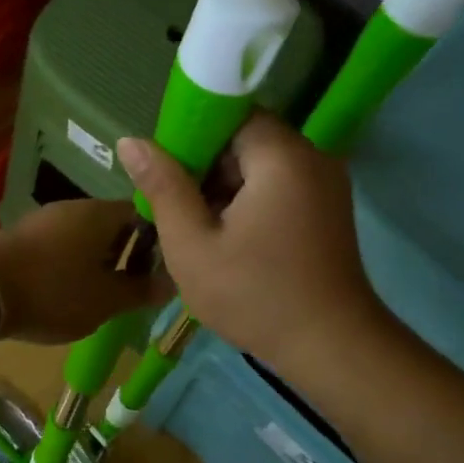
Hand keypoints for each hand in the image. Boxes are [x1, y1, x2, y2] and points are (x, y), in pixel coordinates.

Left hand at [0, 199, 166, 344]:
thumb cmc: (52, 291)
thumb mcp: (105, 301)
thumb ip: (139, 291)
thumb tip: (172, 282)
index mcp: (101, 214)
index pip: (143, 214)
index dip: (160, 239)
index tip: (165, 268)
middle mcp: (74, 208)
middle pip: (112, 225)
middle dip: (127, 254)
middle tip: (135, 288)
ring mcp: (44, 220)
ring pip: (84, 237)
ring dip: (97, 261)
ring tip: (103, 295)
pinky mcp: (22, 237)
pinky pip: (59, 246)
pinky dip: (71, 265)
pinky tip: (68, 292)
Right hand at [119, 112, 389, 378]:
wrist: (332, 348)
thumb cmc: (255, 296)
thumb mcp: (193, 245)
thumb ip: (163, 187)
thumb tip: (130, 141)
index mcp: (281, 156)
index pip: (230, 113)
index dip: (191, 134)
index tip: (164, 170)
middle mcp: (312, 158)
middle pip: (246, 139)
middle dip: (205, 166)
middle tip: (173, 205)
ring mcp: (326, 184)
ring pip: (261, 165)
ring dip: (226, 187)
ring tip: (196, 226)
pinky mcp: (328, 209)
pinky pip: (279, 186)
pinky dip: (250, 201)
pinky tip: (228, 237)